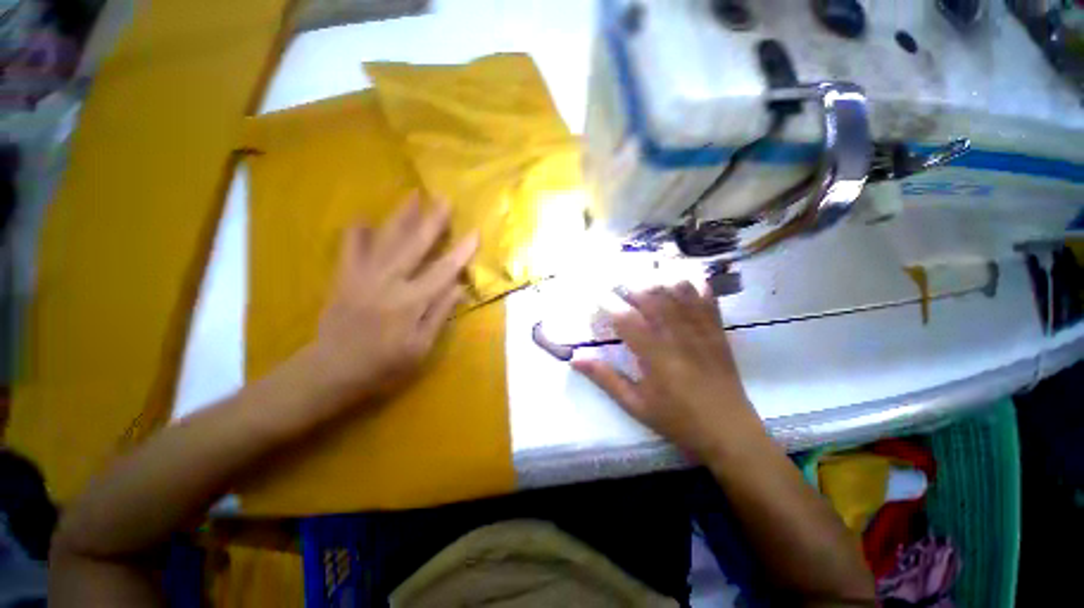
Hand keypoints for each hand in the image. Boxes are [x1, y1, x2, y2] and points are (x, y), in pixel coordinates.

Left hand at [311, 192, 477, 405]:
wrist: (331, 370)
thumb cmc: (383, 364)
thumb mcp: (421, 347)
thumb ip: (439, 314)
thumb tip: (459, 287)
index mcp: (412, 302)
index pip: (444, 270)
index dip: (462, 251)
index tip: (475, 233)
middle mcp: (389, 282)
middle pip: (415, 245)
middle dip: (432, 221)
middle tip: (444, 200)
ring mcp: (363, 276)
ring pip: (386, 240)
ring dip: (401, 216)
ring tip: (413, 195)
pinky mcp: (344, 278)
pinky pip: (350, 249)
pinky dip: (356, 233)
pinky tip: (362, 219)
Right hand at [573, 282, 758, 457]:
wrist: (729, 432)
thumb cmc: (677, 420)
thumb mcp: (635, 404)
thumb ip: (605, 378)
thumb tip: (575, 358)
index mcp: (653, 354)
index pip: (624, 318)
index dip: (605, 304)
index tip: (593, 299)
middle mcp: (676, 334)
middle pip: (650, 296)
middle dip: (627, 286)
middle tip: (614, 287)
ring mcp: (700, 329)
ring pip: (677, 290)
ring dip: (656, 281)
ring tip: (641, 284)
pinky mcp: (717, 330)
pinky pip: (706, 297)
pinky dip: (691, 284)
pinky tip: (678, 281)